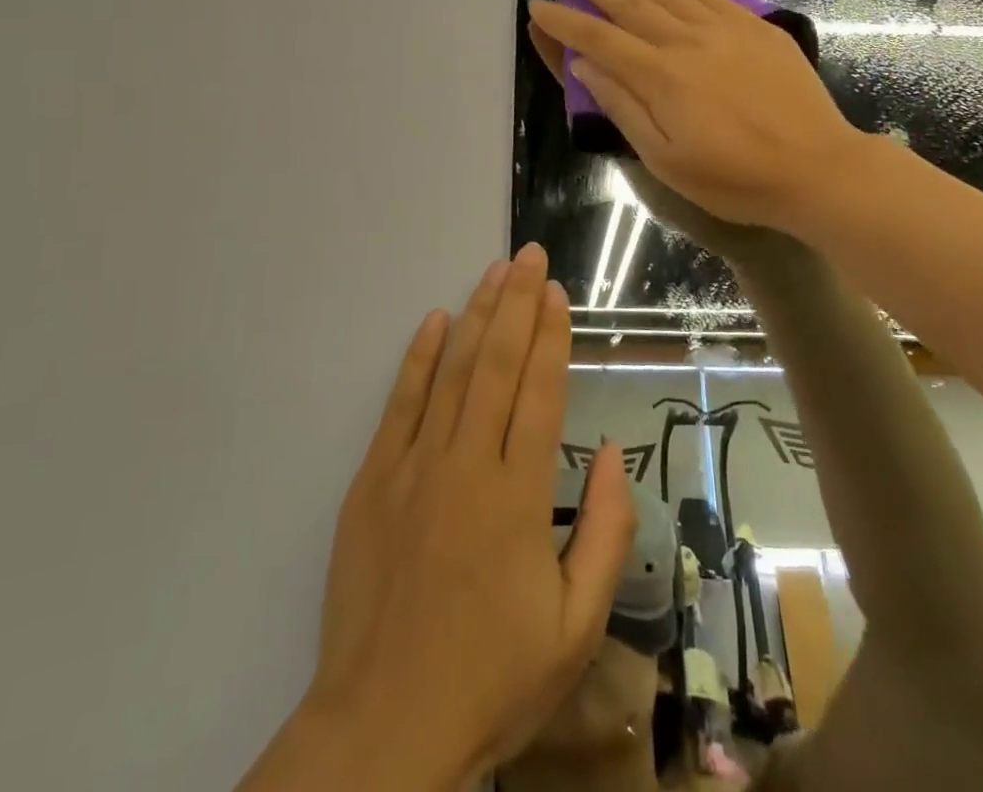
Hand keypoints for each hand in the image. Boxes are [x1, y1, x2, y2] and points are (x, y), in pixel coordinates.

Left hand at [296, 245, 636, 784]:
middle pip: (498, 365)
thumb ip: (603, 533)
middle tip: (528, 256)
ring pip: (452, 372)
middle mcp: (467, 465)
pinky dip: (419, 358)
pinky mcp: (374, 479)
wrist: (385, 727)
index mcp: (519, 497)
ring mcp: (414, 467)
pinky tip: (435, 321)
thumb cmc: (492, 677)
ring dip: (476, 316)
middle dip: (517, 304)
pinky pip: (400, 404)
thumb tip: (608, 453)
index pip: (540, 392)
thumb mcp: (575, 626)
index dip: (552, 336)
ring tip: (494, 271)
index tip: (557, 292)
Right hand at [527, 0, 862, 235]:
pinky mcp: (750, 26)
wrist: (818, 168)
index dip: (564, 21)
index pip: (598, 40)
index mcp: (659, 77)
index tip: (537, 3)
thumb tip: (586, 67)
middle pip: (627, 1)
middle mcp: (684, 41)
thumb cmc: (735, 178)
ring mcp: (720, 28)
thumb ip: (623, 107)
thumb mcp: (666, 159)